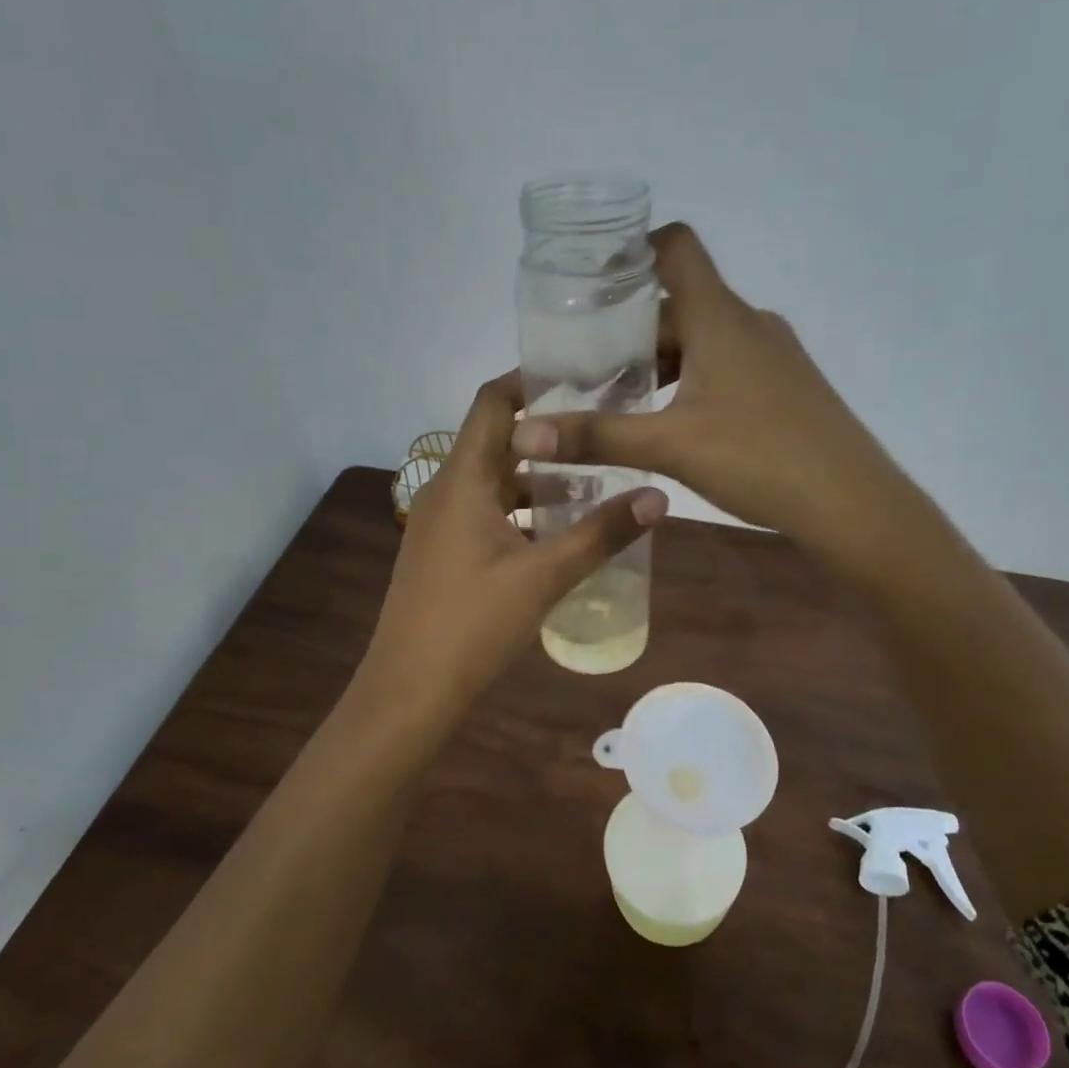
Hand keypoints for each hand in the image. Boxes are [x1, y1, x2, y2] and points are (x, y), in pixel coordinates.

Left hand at [362, 372, 667, 722]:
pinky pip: (484, 511)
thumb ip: (601, 534)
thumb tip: (659, 498)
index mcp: (462, 480)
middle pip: (496, 439)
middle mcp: (445, 490)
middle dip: (546, 433)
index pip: (492, 402)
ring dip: (536, 477)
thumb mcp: (545, 576)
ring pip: (492, 481)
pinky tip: (557, 532)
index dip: (531, 380)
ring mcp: (439, 523)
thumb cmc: (473, 624)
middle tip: (602, 429)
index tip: (581, 377)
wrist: (409, 690)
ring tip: (593, 480)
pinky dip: (520, 509)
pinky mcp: (441, 551)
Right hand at [511, 224, 897, 572]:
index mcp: (721, 317)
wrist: (853, 503)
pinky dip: (690, 379)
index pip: (677, 247)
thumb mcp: (669, 447)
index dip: (633, 248)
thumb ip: (596, 436)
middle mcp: (748, 323)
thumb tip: (523, 434)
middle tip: (584, 363)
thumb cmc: (760, 459)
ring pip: (703, 338)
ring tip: (618, 396)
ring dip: (660, 359)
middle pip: (679, 302)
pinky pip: (726, 364)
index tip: (590, 279)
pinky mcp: (785, 385)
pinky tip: (670, 421)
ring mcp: (772, 354)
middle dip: (629, 328)